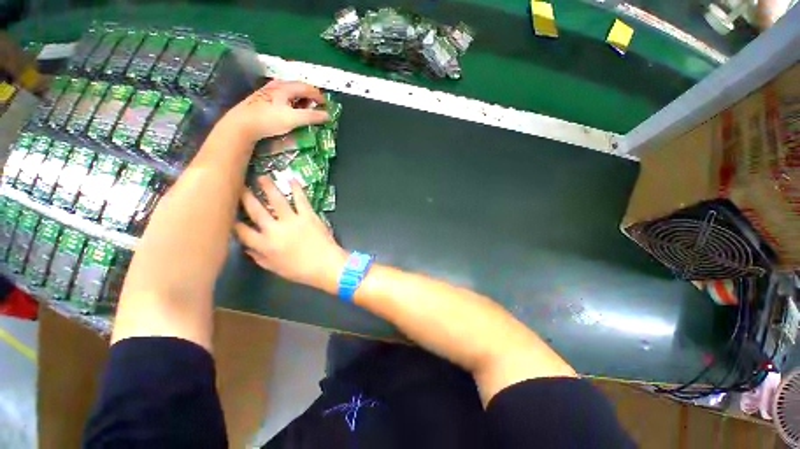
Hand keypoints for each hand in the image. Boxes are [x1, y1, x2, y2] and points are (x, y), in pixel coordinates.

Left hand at [225, 80, 329, 143]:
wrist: (242, 124)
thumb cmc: (269, 120)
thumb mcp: (294, 119)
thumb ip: (312, 117)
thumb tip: (328, 116)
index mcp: (285, 87)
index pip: (307, 87)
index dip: (318, 96)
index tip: (326, 105)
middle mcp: (277, 85)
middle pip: (298, 87)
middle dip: (309, 96)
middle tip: (317, 106)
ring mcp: (268, 91)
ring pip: (289, 91)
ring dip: (300, 98)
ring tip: (305, 108)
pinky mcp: (262, 98)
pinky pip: (282, 96)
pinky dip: (291, 101)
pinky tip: (290, 109)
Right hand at [235, 176, 347, 293]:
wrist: (326, 265)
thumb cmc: (301, 271)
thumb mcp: (275, 269)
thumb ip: (259, 258)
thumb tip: (246, 248)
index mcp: (264, 245)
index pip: (242, 231)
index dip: (233, 221)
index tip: (228, 212)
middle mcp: (274, 229)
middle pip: (255, 210)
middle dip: (245, 197)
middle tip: (238, 185)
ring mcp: (292, 220)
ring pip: (276, 200)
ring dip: (268, 187)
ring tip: (261, 177)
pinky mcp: (308, 215)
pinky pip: (300, 199)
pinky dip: (296, 188)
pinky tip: (291, 178)